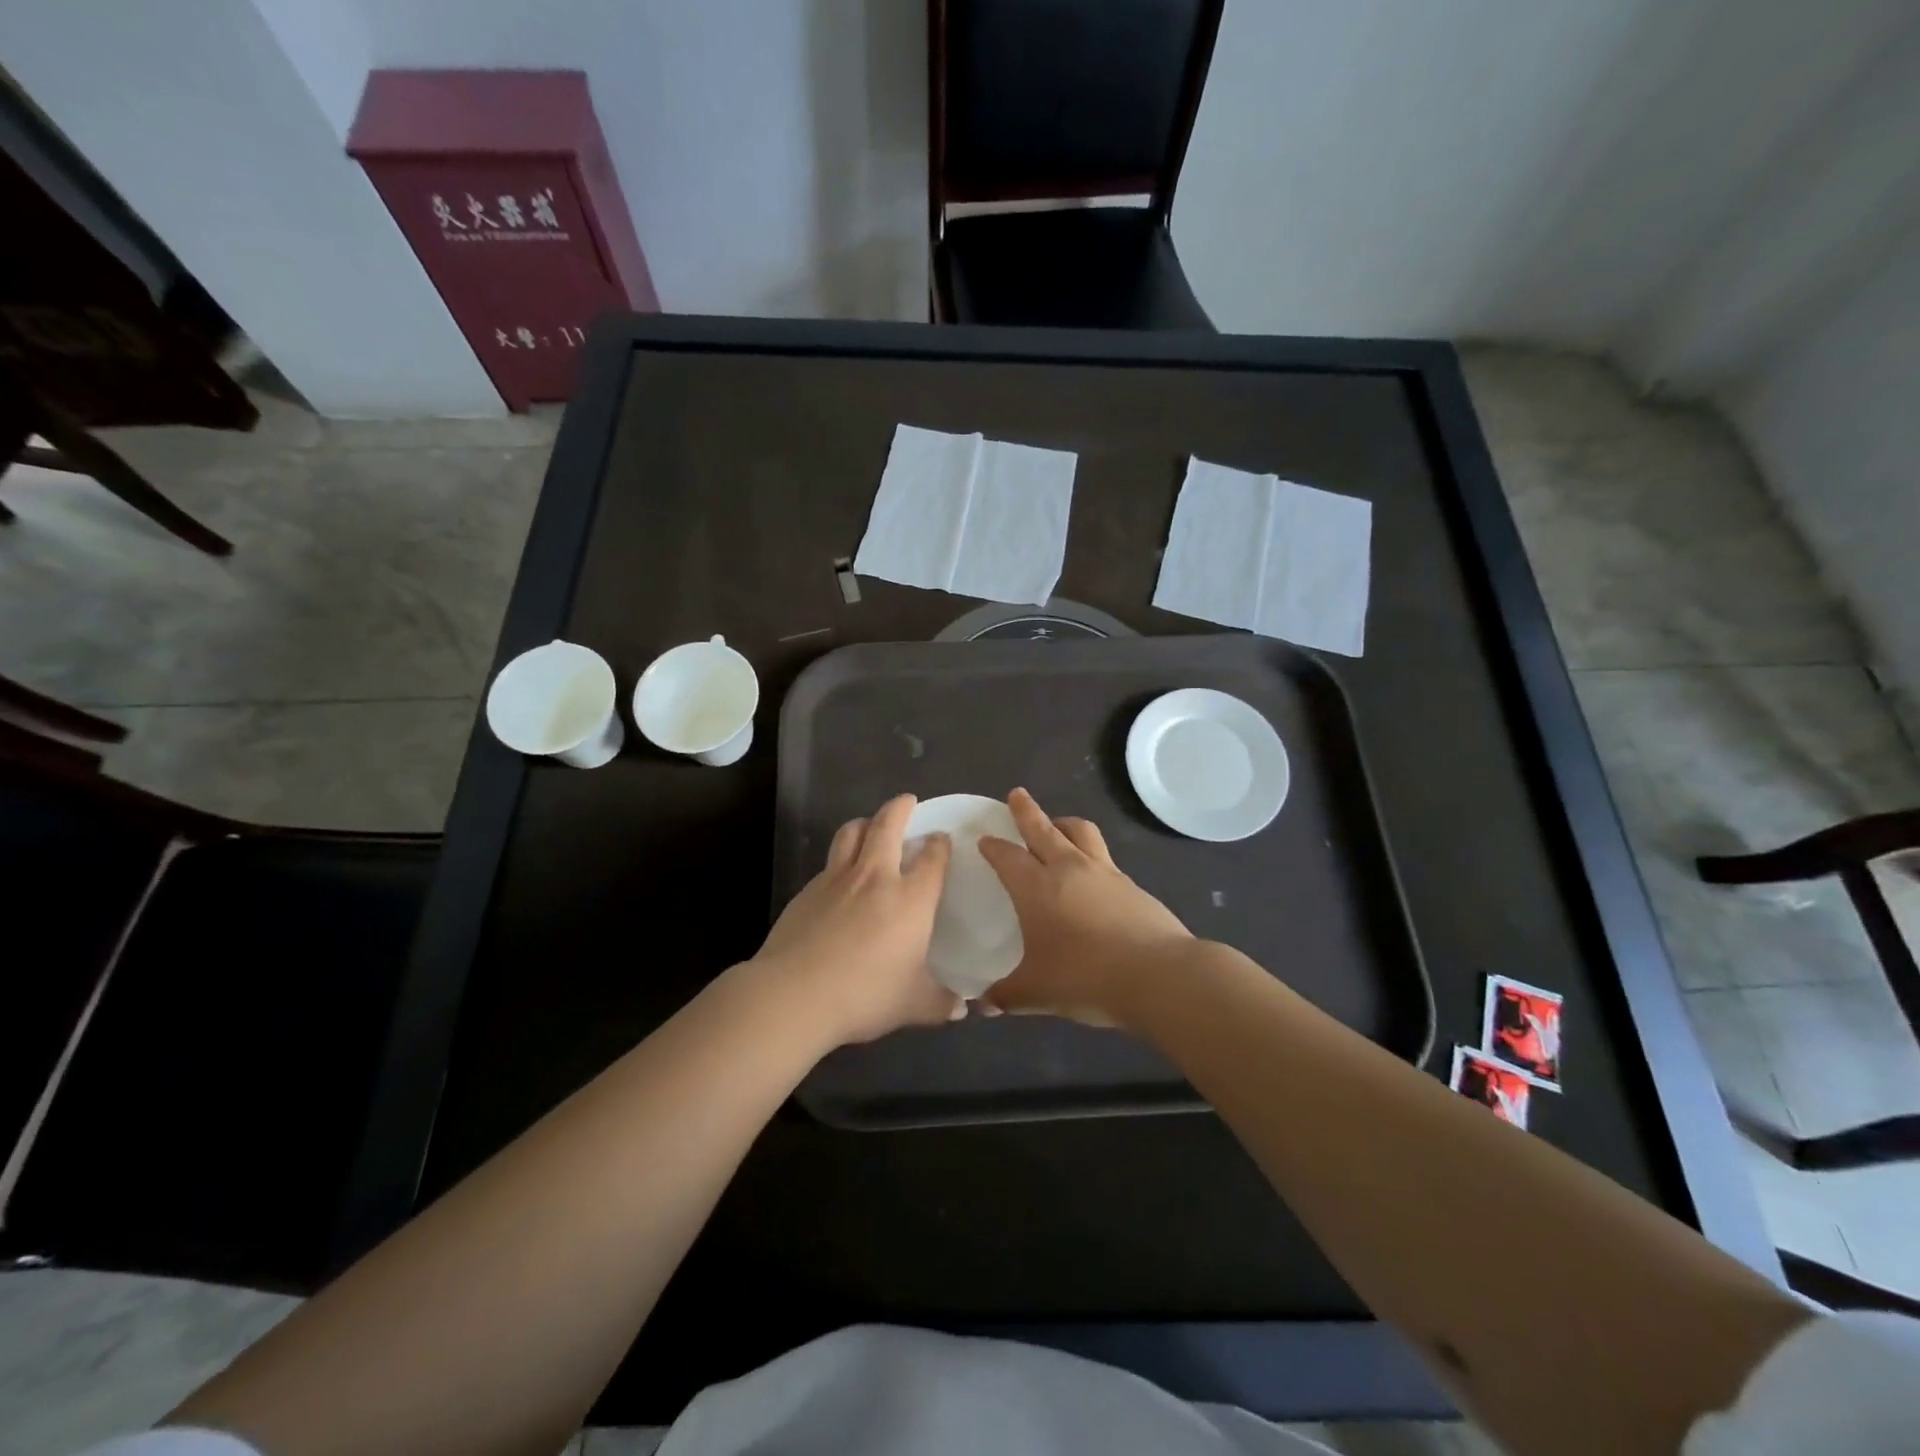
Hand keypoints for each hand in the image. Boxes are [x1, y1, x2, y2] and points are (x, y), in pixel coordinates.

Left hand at [754, 794, 959, 1046]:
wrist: (794, 994)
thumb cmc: (865, 995)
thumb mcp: (913, 1005)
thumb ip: (941, 1003)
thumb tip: (963, 1009)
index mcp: (911, 898)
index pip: (932, 857)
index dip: (940, 844)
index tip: (941, 839)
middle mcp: (876, 877)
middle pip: (887, 825)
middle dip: (900, 808)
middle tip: (907, 801)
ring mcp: (837, 879)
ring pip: (851, 833)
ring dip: (865, 823)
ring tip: (870, 826)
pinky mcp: (807, 890)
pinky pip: (829, 862)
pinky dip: (840, 858)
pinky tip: (840, 878)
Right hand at [977, 788, 1192, 1027]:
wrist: (1159, 976)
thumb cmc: (1087, 978)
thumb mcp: (1037, 993)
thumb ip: (1007, 995)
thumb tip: (981, 1005)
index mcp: (1037, 888)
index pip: (1008, 857)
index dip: (994, 846)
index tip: (985, 838)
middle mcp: (1069, 869)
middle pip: (1043, 828)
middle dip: (1026, 810)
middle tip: (1017, 794)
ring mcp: (1104, 873)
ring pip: (1080, 832)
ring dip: (1063, 823)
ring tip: (1057, 824)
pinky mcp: (1131, 884)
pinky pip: (1104, 857)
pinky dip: (1090, 853)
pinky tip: (1091, 873)